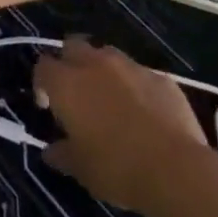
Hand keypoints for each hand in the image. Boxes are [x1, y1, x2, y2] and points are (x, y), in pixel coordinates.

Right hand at [35, 38, 209, 212]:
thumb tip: (50, 151)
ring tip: (110, 99)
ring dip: (102, 70)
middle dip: (69, 64)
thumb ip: (61, 154)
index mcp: (67, 83)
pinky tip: (144, 112)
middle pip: (72, 46)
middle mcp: (95, 64)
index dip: (41, 84)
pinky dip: (135, 86)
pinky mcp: (160, 76)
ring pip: (106, 54)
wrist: (175, 169)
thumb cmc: (117, 168)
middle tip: (76, 94)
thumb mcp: (81, 170)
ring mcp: (130, 66)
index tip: (48, 107)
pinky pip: (139, 74)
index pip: (43, 67)